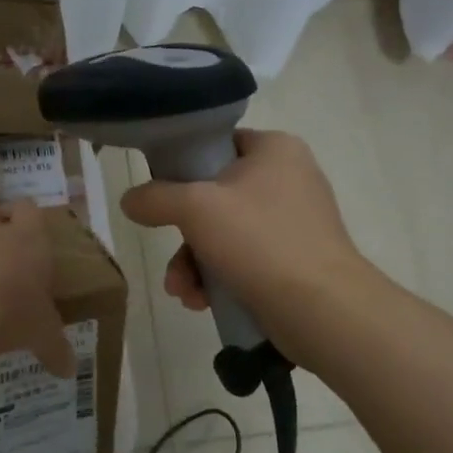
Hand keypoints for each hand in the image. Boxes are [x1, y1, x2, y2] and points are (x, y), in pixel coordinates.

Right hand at [120, 129, 365, 343]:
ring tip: (184, 292)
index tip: (161, 194)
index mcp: (275, 149)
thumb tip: (129, 199)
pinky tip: (202, 302)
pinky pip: (244, 260)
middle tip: (171, 260)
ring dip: (195, 263)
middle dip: (184, 236)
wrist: (322, 309)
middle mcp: (289, 179)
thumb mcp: (195, 209)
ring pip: (225, 233)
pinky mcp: (294, 260)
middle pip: (215, 196)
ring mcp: (294, 222)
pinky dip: (219, 277)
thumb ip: (156, 197)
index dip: (184, 167)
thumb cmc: (260, 241)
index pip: (218, 144)